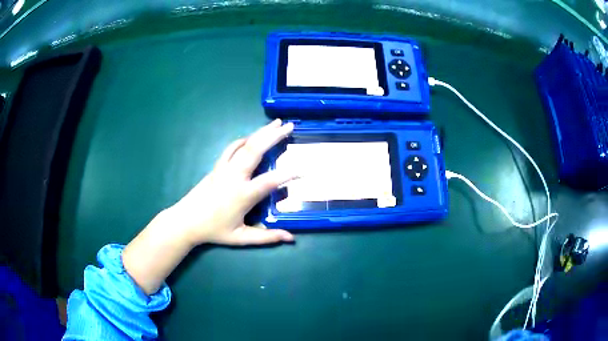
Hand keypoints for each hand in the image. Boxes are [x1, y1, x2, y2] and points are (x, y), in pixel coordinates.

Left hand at [166, 119, 295, 245]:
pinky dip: (243, 140)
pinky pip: (231, 148)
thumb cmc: (214, 230)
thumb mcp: (241, 238)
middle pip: (256, 151)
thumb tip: (291, 238)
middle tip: (290, 126)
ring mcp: (224, 169)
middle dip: (274, 136)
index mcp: (243, 195)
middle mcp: (234, 177)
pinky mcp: (217, 166)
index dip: (288, 175)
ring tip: (276, 123)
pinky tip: (251, 137)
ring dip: (261, 133)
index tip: (305, 170)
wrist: (186, 221)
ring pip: (245, 145)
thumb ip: (267, 237)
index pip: (270, 181)